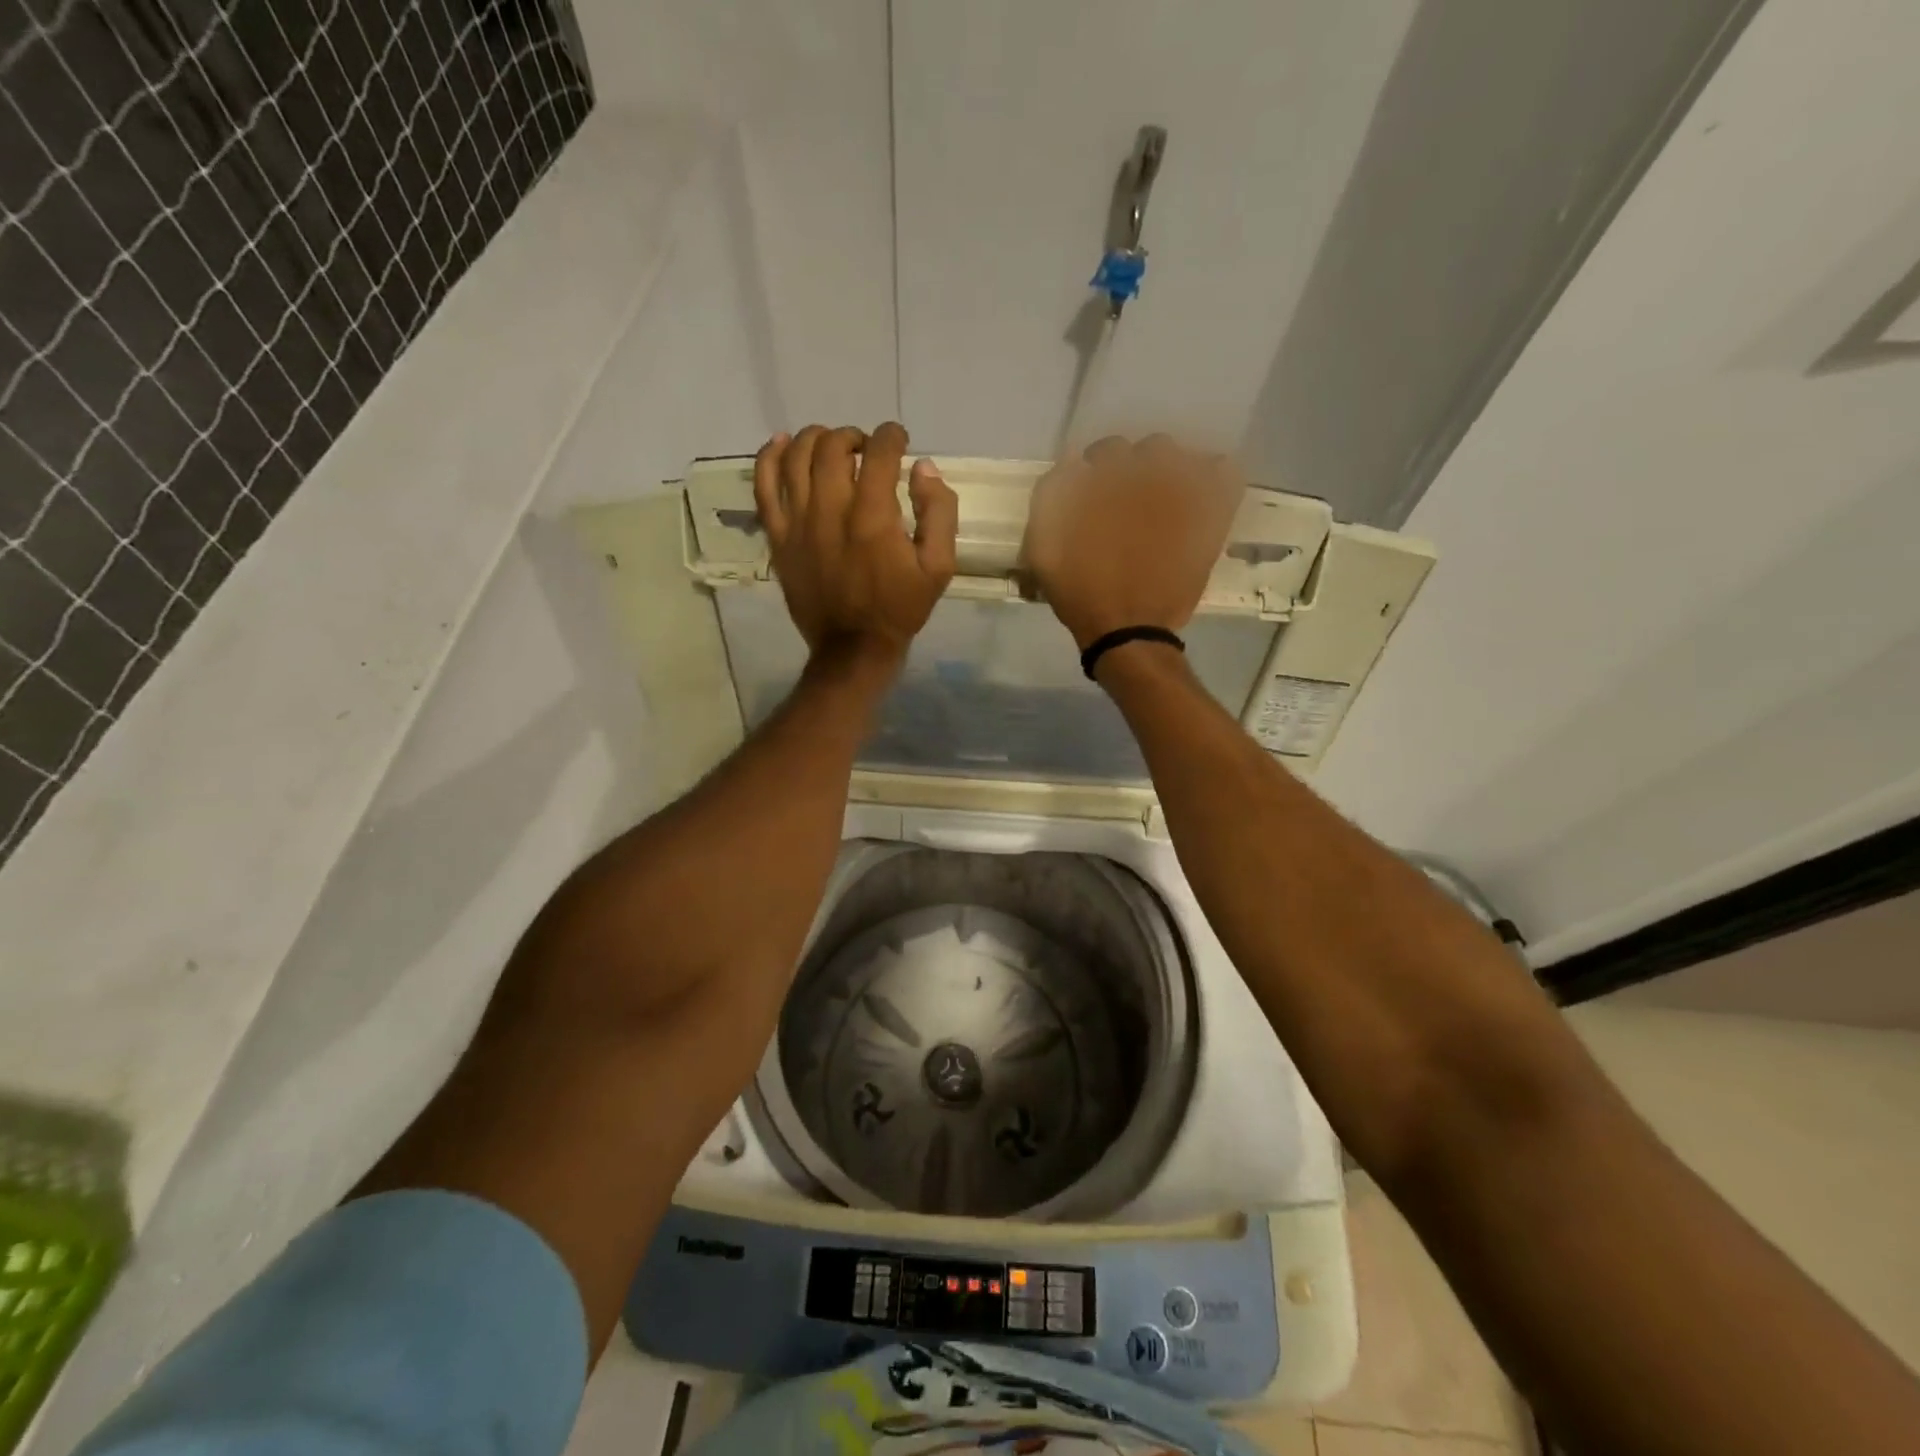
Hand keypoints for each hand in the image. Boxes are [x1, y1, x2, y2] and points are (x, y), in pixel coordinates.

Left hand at [754, 422, 958, 665]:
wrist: (853, 648)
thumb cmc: (900, 608)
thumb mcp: (939, 567)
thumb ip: (939, 512)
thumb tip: (923, 468)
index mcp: (873, 516)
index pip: (879, 451)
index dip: (891, 436)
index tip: (898, 442)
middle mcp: (831, 510)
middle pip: (833, 446)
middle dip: (853, 436)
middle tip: (865, 450)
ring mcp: (798, 522)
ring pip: (796, 456)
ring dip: (816, 439)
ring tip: (831, 446)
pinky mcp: (778, 537)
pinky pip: (764, 485)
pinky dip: (770, 457)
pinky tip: (782, 444)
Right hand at [1022, 435, 1243, 650]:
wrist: (1127, 630)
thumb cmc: (1080, 592)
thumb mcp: (1043, 547)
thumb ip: (1051, 496)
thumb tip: (1071, 465)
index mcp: (1104, 478)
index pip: (1104, 451)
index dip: (1096, 471)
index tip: (1093, 495)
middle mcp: (1144, 474)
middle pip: (1145, 449)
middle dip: (1134, 469)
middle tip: (1127, 502)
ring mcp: (1183, 491)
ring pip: (1180, 456)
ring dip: (1168, 471)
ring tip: (1162, 500)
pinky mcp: (1211, 514)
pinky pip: (1224, 474)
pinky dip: (1213, 476)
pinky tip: (1200, 495)